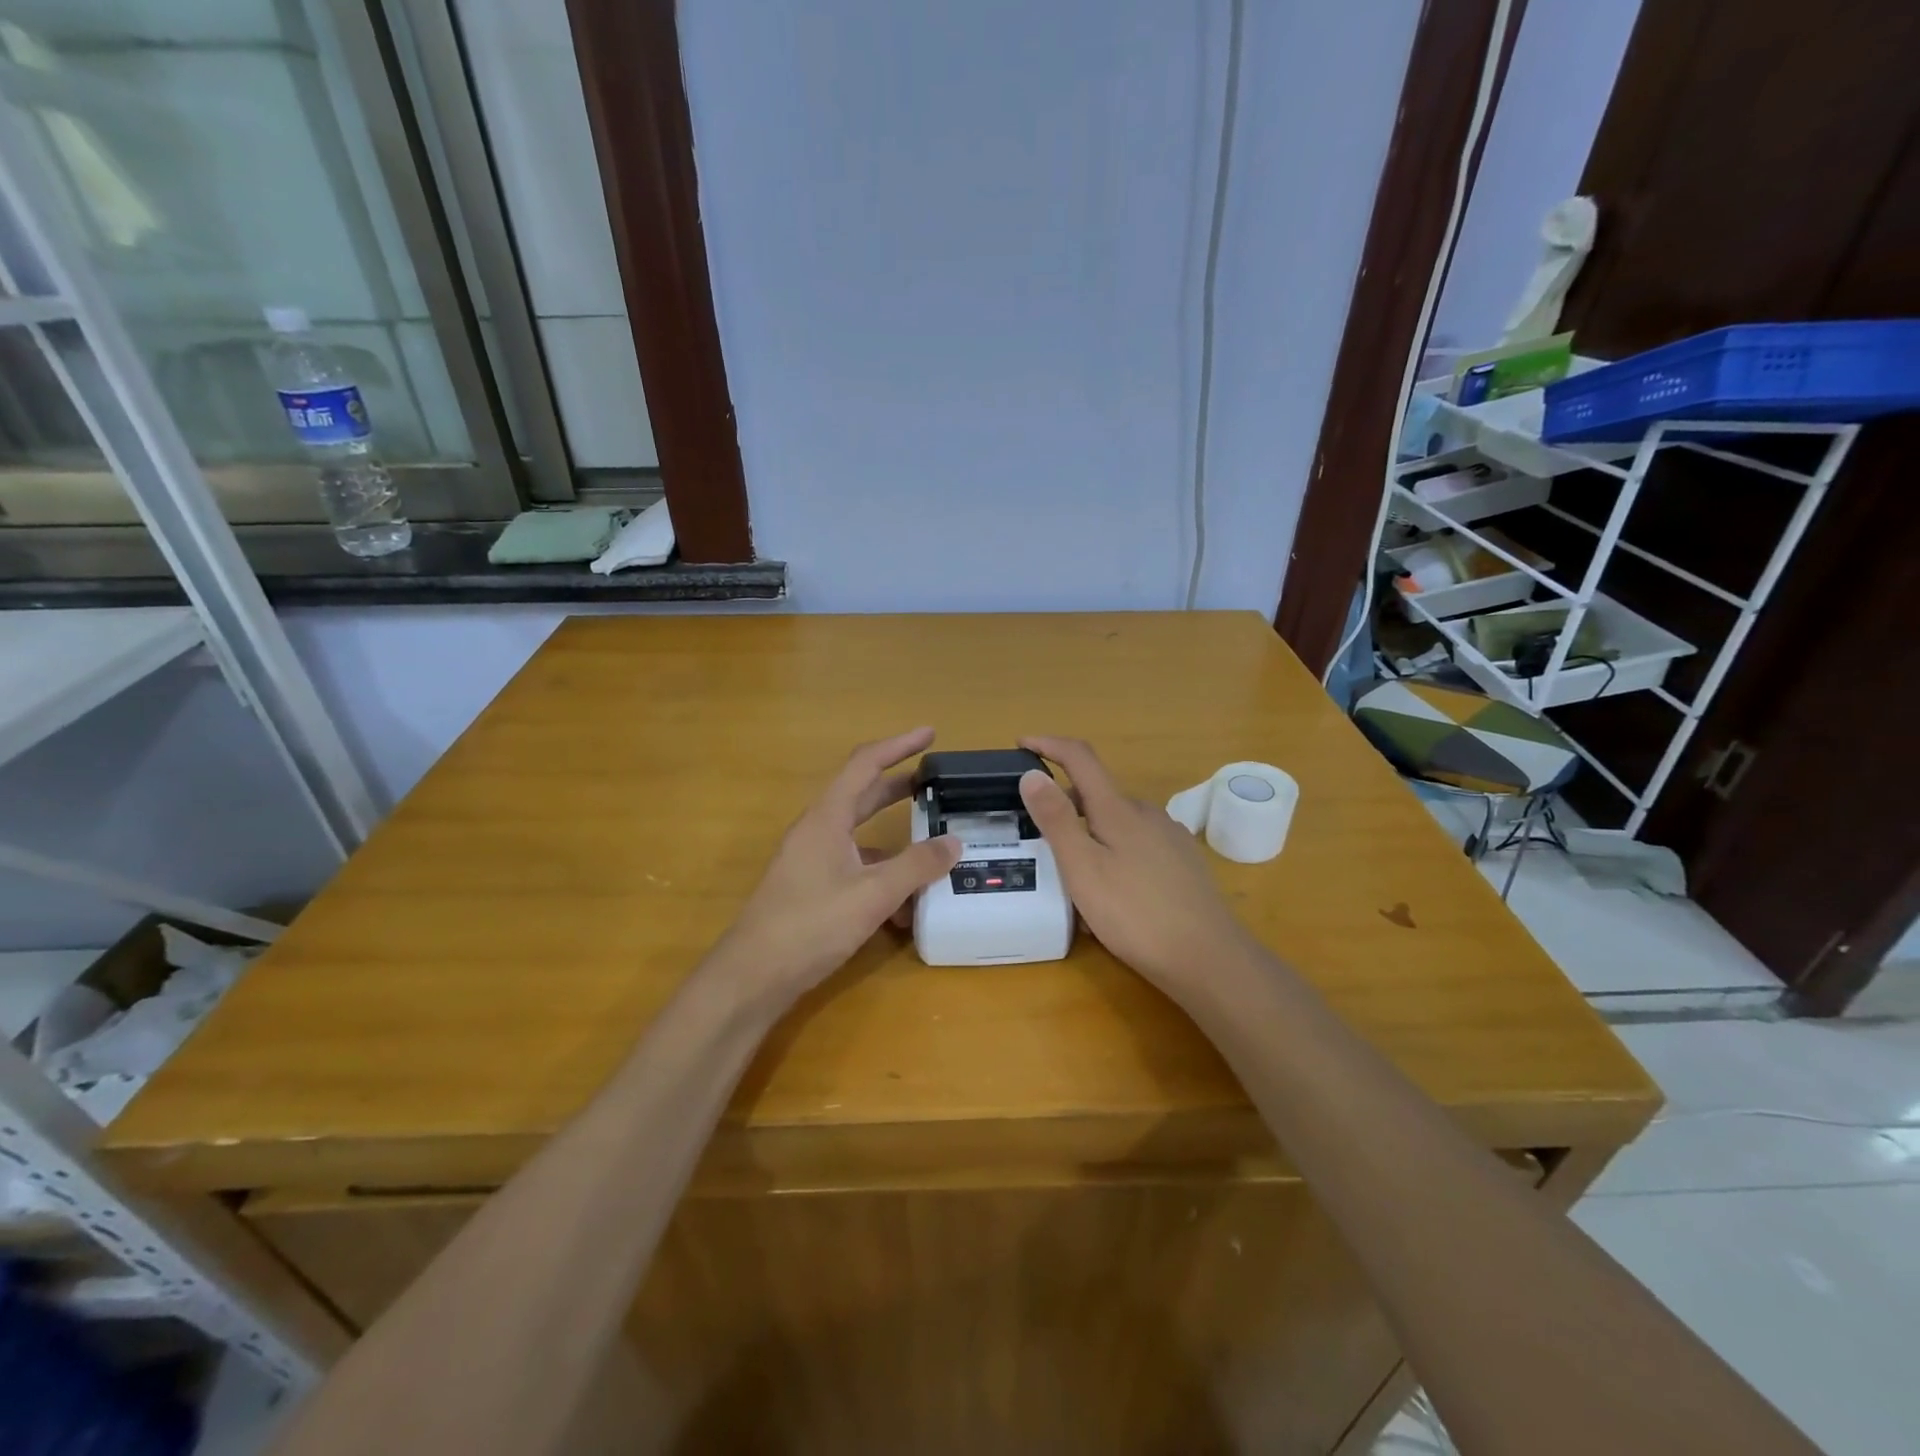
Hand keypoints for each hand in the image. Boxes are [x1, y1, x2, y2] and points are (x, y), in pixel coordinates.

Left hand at [713, 728, 960, 1003]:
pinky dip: (882, 878)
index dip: (898, 745)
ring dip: (895, 843)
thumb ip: (916, 866)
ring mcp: (812, 860)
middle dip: (899, 786)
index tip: (930, 734)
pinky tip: (905, 909)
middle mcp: (818, 831)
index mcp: (827, 818)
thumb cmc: (810, 925)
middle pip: (863, 795)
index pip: (865, 764)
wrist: (753, 976)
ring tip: (933, 853)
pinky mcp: (812, 888)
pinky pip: (855, 869)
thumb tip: (954, 842)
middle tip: (935, 783)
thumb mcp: (873, 894)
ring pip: (861, 838)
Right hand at [1018, 736, 1255, 988]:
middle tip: (1036, 837)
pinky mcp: (1182, 863)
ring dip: (1089, 835)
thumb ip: (1056, 820)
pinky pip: (1136, 846)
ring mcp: (1169, 837)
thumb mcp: (1083, 868)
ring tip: (1070, 877)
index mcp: (1118, 809)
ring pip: (1117, 823)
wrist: (1208, 958)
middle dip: (1064, 806)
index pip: (1080, 758)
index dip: (1049, 745)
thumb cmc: (1135, 914)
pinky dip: (1112, 854)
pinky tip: (1109, 894)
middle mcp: (1146, 813)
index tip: (1021, 744)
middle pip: (1097, 795)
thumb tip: (1032, 774)